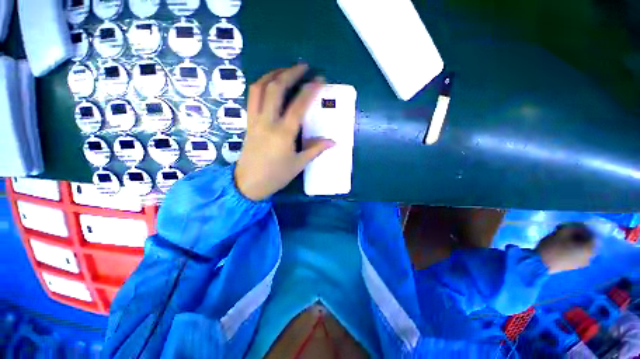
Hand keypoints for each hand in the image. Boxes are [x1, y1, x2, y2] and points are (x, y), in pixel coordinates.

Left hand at [234, 64, 334, 200]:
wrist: (248, 183)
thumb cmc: (276, 176)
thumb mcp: (298, 164)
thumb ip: (315, 149)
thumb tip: (333, 142)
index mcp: (284, 133)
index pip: (298, 105)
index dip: (310, 90)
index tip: (320, 80)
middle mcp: (268, 122)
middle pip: (276, 88)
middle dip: (290, 73)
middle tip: (303, 66)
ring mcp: (255, 120)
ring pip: (259, 88)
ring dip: (273, 74)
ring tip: (284, 70)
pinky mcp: (248, 122)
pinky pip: (252, 97)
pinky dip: (261, 85)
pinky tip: (269, 84)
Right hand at [535, 222, 595, 273]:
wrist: (542, 263)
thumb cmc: (553, 246)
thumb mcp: (561, 232)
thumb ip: (572, 227)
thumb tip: (577, 227)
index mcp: (589, 248)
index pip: (592, 234)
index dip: (583, 228)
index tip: (572, 225)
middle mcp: (590, 256)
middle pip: (588, 242)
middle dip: (579, 236)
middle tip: (567, 232)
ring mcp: (583, 263)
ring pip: (583, 248)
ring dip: (576, 242)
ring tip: (564, 239)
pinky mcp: (575, 266)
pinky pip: (579, 255)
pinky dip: (574, 249)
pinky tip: (563, 247)